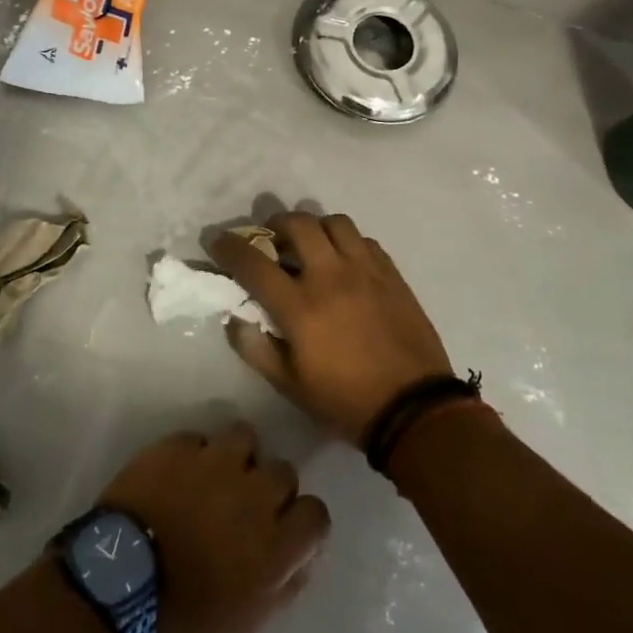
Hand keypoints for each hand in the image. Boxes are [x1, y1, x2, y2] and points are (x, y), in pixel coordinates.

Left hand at [97, 422, 329, 632]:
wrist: (119, 581)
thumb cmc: (185, 614)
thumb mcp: (248, 619)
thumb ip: (286, 583)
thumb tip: (304, 554)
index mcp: (275, 544)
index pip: (316, 513)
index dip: (302, 521)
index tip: (283, 529)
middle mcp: (254, 494)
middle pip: (284, 471)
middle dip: (269, 487)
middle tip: (245, 506)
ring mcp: (215, 462)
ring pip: (246, 438)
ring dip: (237, 457)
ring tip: (215, 477)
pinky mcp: (180, 444)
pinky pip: (200, 439)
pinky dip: (195, 454)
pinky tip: (178, 475)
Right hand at [211, 211, 454, 444]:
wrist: (415, 410)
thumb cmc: (345, 401)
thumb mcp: (290, 386)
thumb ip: (256, 349)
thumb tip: (234, 318)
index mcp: (300, 306)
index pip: (254, 263)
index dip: (229, 246)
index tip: (217, 239)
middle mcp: (330, 276)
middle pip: (297, 224)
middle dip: (275, 224)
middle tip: (270, 238)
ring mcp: (365, 270)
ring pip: (334, 222)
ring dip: (315, 227)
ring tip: (311, 245)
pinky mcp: (391, 274)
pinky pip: (364, 240)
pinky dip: (347, 243)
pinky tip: (345, 263)